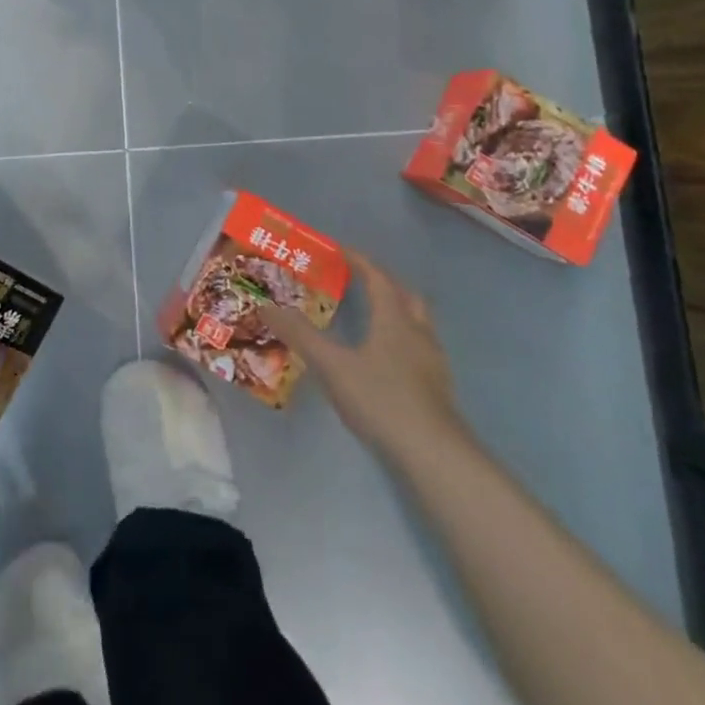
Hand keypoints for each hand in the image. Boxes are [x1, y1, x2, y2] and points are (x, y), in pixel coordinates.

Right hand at [263, 251, 469, 465]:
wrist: (435, 455)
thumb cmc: (382, 400)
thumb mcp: (333, 366)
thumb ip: (301, 335)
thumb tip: (265, 306)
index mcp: (394, 319)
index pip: (378, 278)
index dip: (359, 261)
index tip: (340, 250)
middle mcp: (418, 332)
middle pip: (405, 295)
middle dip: (383, 282)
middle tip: (360, 279)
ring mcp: (432, 362)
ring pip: (417, 322)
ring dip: (397, 310)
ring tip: (373, 316)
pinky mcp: (438, 388)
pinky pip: (420, 347)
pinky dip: (403, 338)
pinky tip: (388, 358)